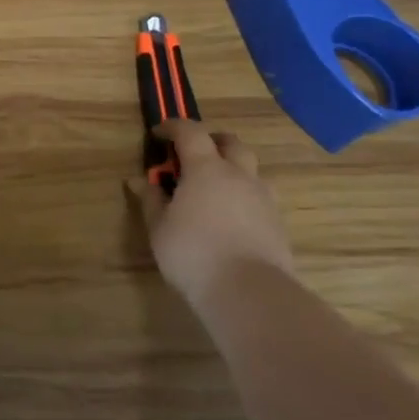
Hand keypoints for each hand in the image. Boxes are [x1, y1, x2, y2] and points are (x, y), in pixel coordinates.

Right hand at [128, 119, 293, 302]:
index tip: (158, 133)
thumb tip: (140, 181)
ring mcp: (263, 199)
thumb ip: (151, 200)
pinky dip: (243, 195)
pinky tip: (230, 217)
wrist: (249, 292)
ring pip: (251, 169)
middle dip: (211, 141)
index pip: (191, 132)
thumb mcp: (159, 227)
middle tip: (192, 155)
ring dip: (232, 168)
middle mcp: (239, 175)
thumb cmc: (193, 253)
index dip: (173, 127)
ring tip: (214, 188)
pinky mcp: (278, 223)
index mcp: (206, 169)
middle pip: (231, 143)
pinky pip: (260, 196)